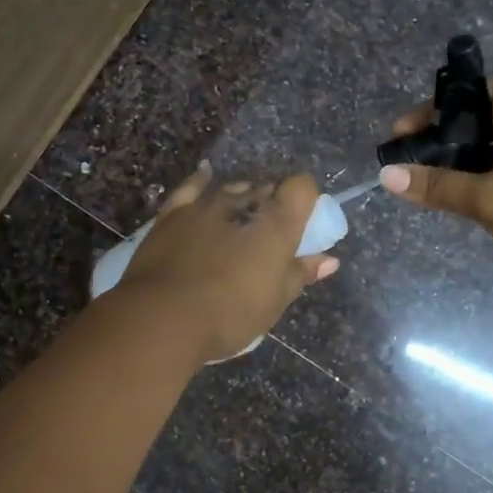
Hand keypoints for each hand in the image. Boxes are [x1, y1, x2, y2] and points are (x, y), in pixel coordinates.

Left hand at [118, 163, 338, 359]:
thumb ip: (300, 274)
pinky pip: (191, 188)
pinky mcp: (173, 213)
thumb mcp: (274, 301)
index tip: (302, 220)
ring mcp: (205, 205)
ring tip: (239, 219)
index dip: (304, 199)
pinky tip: (205, 175)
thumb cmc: (230, 313)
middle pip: (265, 189)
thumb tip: (329, 260)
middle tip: (268, 233)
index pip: (301, 188)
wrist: (164, 316)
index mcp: (277, 224)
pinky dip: (201, 180)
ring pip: (231, 189)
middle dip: (271, 204)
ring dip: (240, 199)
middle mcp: (243, 204)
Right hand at [379, 80, 492, 299]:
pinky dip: (481, 189)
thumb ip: (439, 186)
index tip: (403, 135)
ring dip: (461, 169)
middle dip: (443, 142)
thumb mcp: (491, 197)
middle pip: (482, 125)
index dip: (436, 108)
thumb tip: (388, 175)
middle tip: (408, 163)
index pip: (476, 93)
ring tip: (424, 186)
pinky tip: (457, 205)